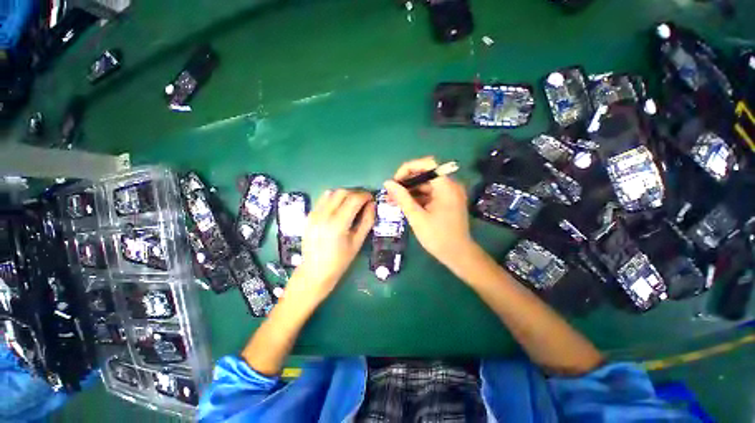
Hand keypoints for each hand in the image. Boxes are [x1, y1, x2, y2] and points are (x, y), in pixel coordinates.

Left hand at [286, 189, 374, 304]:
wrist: (315, 271)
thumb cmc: (340, 261)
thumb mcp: (358, 242)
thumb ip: (367, 221)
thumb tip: (372, 204)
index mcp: (338, 224)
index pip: (354, 199)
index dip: (365, 195)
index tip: (371, 198)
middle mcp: (324, 215)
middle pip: (342, 192)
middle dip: (356, 192)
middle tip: (363, 200)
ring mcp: (314, 214)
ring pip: (331, 192)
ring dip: (344, 194)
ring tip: (351, 202)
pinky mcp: (309, 215)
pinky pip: (322, 199)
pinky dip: (333, 198)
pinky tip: (339, 207)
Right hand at [383, 156, 476, 267]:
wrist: (458, 255)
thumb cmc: (438, 237)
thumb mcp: (416, 217)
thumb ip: (402, 198)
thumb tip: (387, 183)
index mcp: (446, 186)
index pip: (427, 164)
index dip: (409, 168)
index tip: (395, 181)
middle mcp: (450, 186)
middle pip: (425, 175)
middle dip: (406, 183)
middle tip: (390, 193)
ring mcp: (449, 194)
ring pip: (425, 186)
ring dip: (409, 192)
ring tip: (393, 200)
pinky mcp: (446, 201)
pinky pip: (429, 194)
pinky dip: (417, 198)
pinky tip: (404, 205)